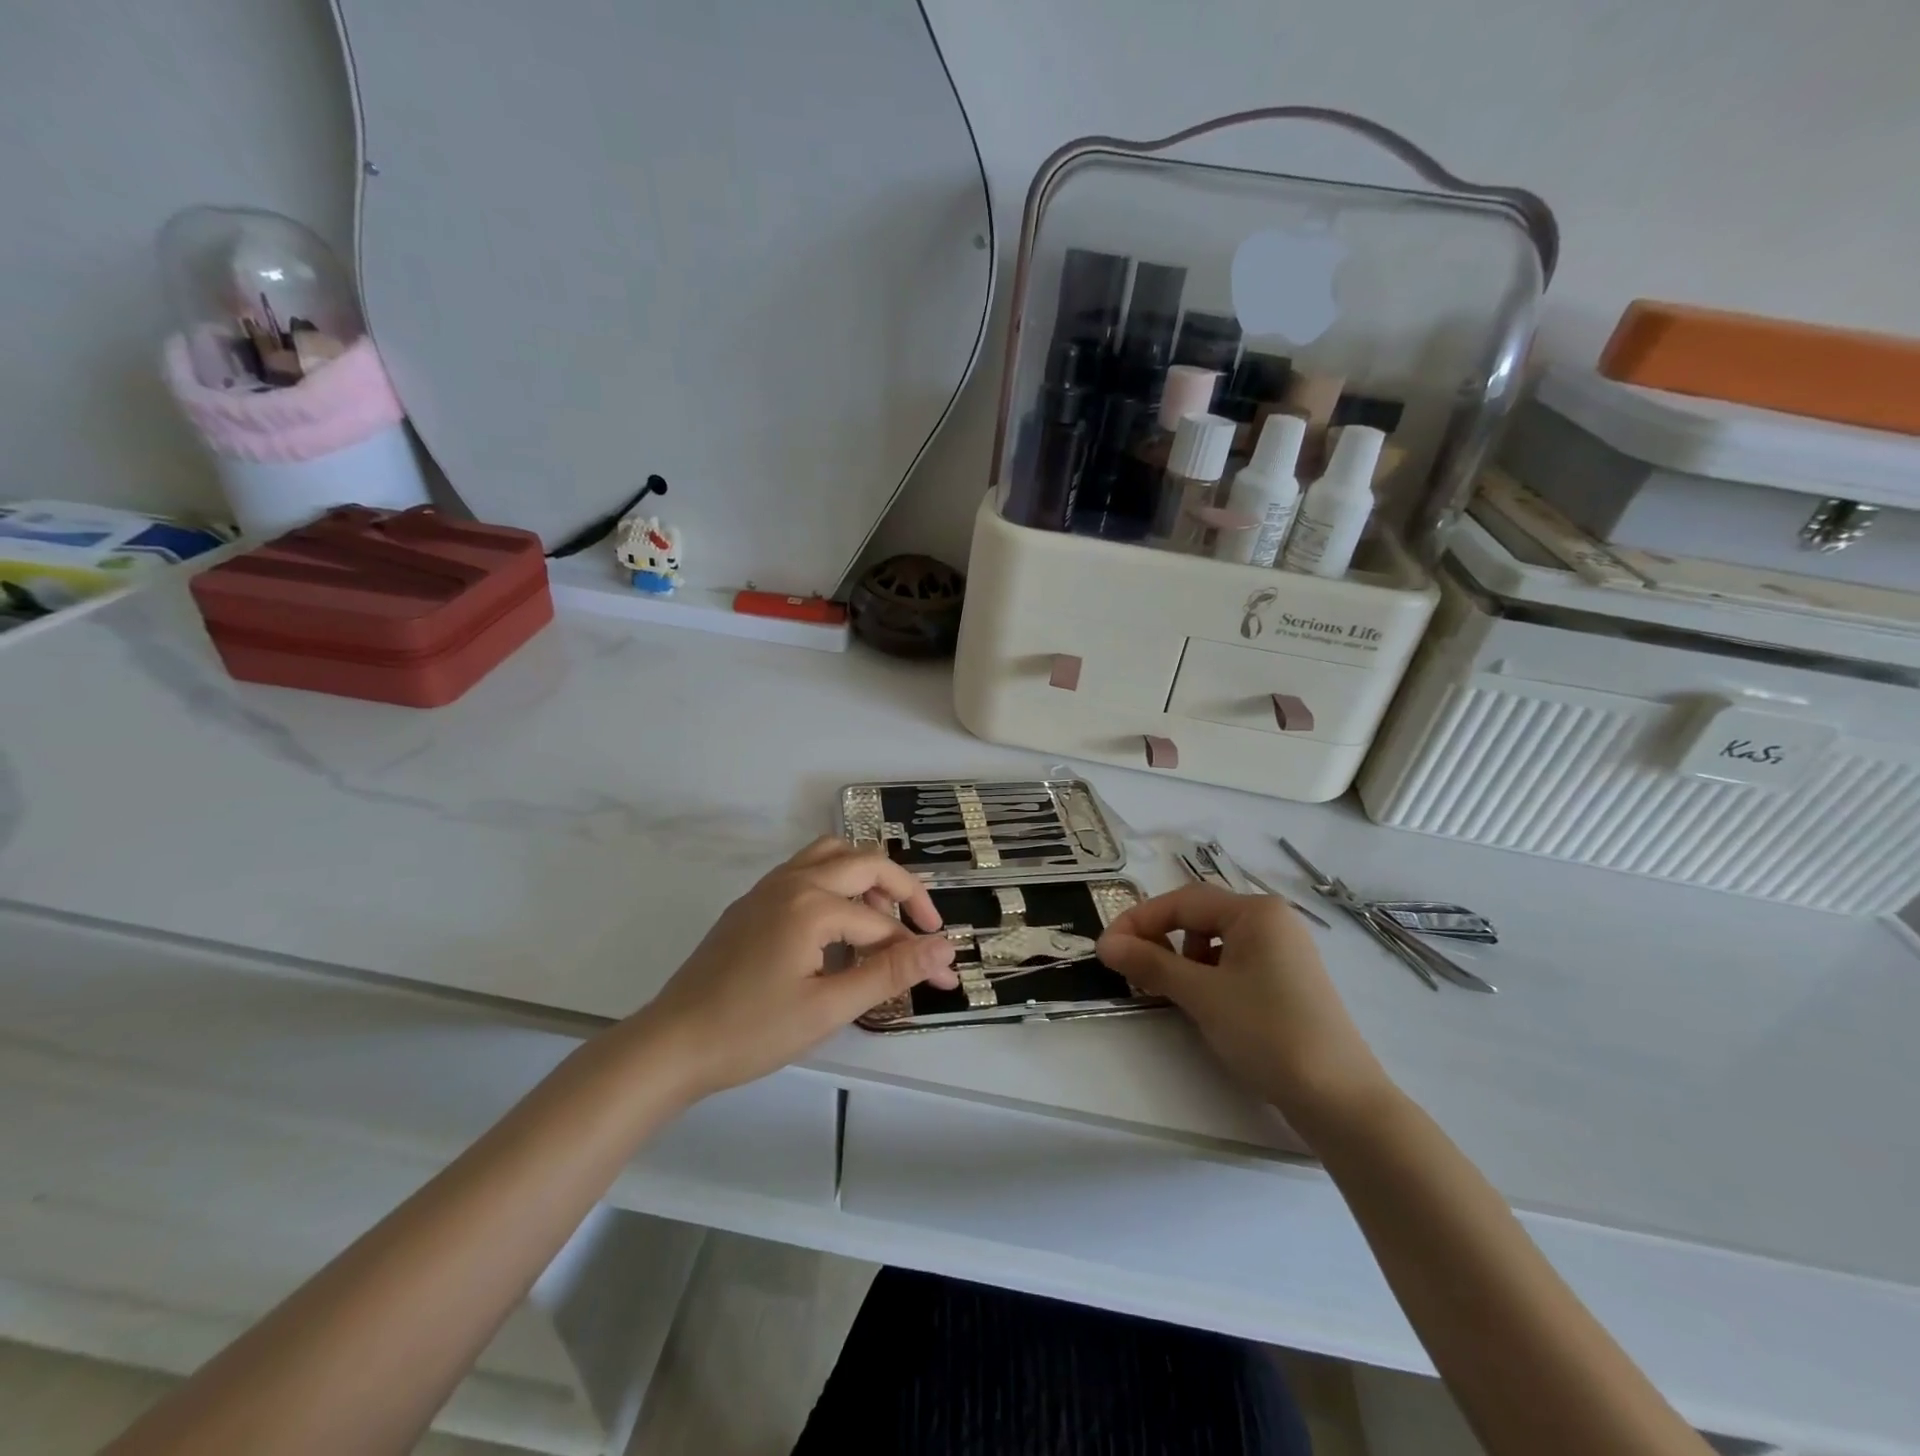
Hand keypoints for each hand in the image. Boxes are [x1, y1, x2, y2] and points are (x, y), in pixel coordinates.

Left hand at [636, 838, 958, 1100]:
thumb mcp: (828, 1008)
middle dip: (904, 892)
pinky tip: (839, 924)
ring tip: (882, 918)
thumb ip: (890, 972)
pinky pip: (807, 870)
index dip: (918, 952)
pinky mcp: (753, 901)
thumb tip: (944, 949)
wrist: (671, 1044)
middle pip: (866, 863)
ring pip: (833, 854)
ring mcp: (769, 887)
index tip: (943, 979)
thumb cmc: (752, 1031)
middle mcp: (793, 881)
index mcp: (813, 904)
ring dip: (867, 877)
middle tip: (925, 928)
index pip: (883, 923)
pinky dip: (836, 882)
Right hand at [1097, 885, 1391, 1130]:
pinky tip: (1203, 1002)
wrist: (1340, 1099)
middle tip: (1129, 966)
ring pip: (1215, 940)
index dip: (1138, 920)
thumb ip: (1150, 964)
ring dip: (1183, 957)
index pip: (1182, 901)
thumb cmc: (1267, 1032)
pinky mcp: (1288, 980)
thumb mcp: (1201, 995)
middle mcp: (1272, 921)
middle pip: (1199, 916)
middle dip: (1160, 937)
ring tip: (1168, 989)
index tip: (1106, 947)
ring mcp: (1284, 951)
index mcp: (1255, 911)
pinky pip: (1235, 961)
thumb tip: (1105, 944)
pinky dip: (1209, 974)